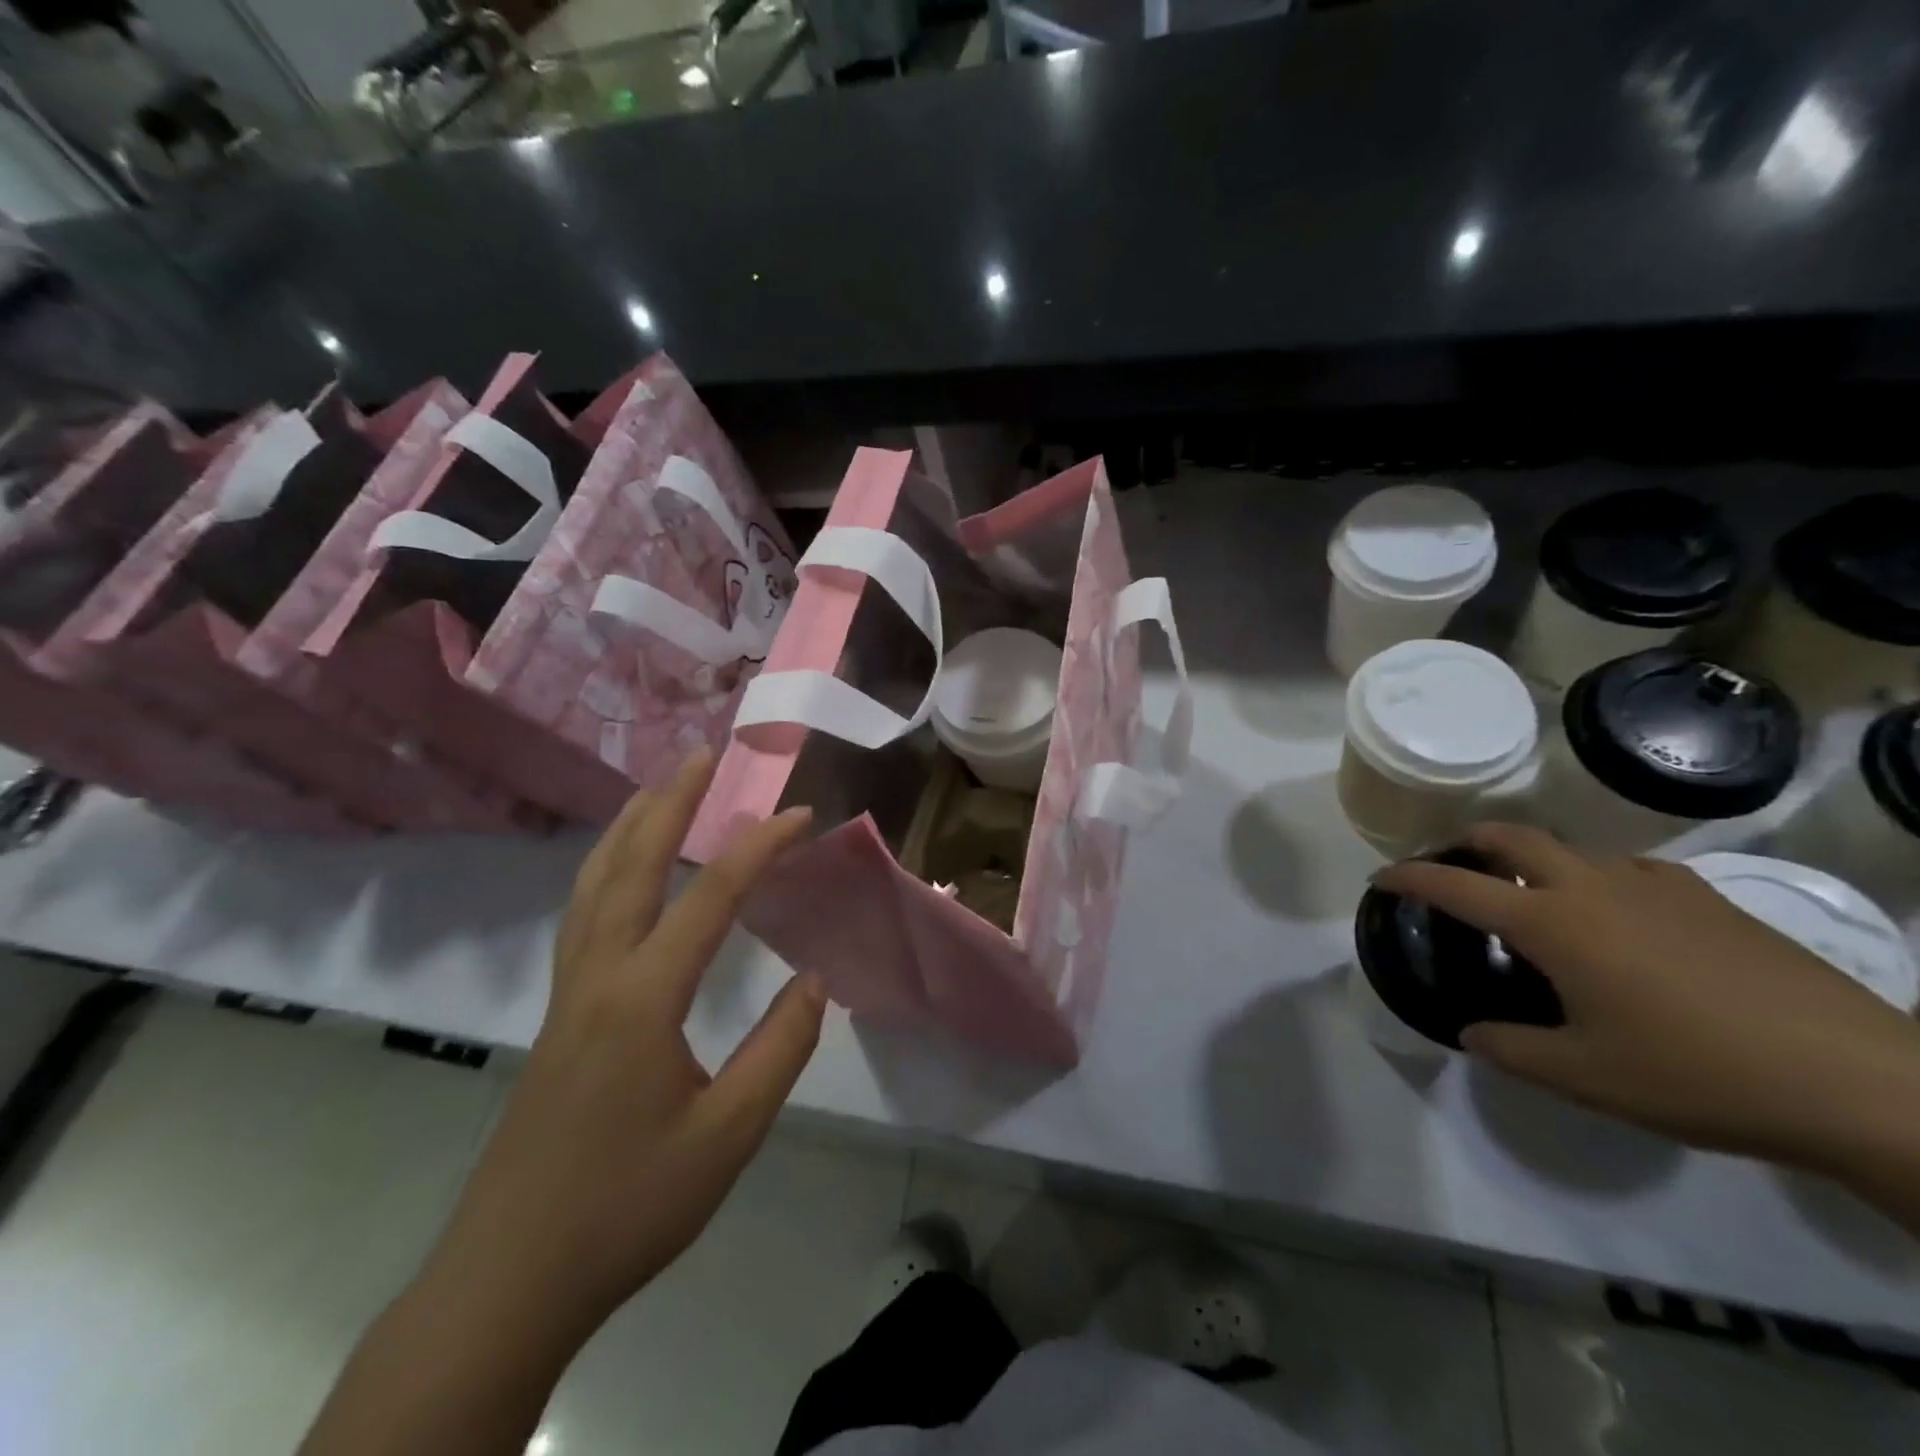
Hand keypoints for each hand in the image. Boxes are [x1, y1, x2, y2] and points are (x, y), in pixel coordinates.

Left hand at [437, 749, 823, 1331]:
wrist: (511, 1279)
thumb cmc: (629, 1206)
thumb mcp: (728, 1136)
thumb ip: (779, 1049)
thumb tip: (813, 980)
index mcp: (643, 999)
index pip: (710, 899)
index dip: (758, 848)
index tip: (799, 814)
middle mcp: (597, 976)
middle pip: (632, 866)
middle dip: (670, 803)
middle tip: (702, 755)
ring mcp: (567, 993)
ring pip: (593, 884)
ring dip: (629, 827)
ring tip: (657, 788)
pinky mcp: (556, 1013)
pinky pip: (581, 915)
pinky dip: (604, 870)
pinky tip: (620, 872)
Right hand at [1374, 824, 1919, 1173]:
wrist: (1859, 1082)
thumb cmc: (1697, 1074)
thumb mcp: (1585, 1078)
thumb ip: (1511, 1051)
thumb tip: (1473, 1034)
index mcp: (1553, 924)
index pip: (1458, 885)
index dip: (1411, 877)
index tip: (1382, 877)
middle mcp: (1595, 889)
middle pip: (1516, 838)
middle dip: (1472, 842)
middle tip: (1456, 864)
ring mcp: (1657, 888)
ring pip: (1575, 850)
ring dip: (1538, 861)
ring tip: (1536, 899)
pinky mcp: (1710, 901)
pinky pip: (1632, 871)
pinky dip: (1600, 879)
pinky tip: (1619, 918)